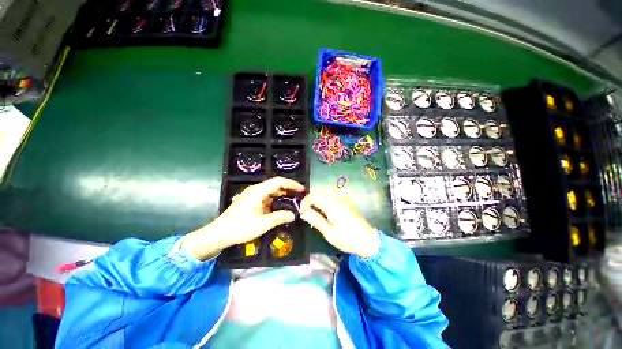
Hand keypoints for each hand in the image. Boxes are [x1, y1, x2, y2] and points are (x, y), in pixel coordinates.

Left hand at [181, 177, 304, 260]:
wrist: (219, 234)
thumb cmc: (240, 228)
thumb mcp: (262, 224)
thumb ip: (279, 217)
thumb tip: (294, 214)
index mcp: (258, 192)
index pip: (278, 182)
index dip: (291, 184)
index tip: (301, 189)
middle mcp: (256, 190)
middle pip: (276, 184)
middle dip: (289, 189)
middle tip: (300, 196)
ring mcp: (253, 194)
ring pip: (272, 190)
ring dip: (283, 194)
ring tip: (294, 201)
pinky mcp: (252, 200)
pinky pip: (267, 196)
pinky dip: (276, 199)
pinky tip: (282, 206)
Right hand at [300, 190, 379, 257]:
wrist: (367, 240)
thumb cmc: (347, 239)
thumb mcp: (329, 233)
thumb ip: (316, 220)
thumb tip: (303, 211)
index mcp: (333, 205)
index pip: (314, 195)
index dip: (305, 201)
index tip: (301, 211)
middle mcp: (338, 198)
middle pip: (319, 191)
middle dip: (310, 199)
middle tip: (306, 211)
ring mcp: (343, 198)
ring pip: (325, 192)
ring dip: (317, 198)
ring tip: (314, 211)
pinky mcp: (346, 201)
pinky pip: (332, 195)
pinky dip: (324, 199)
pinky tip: (324, 209)